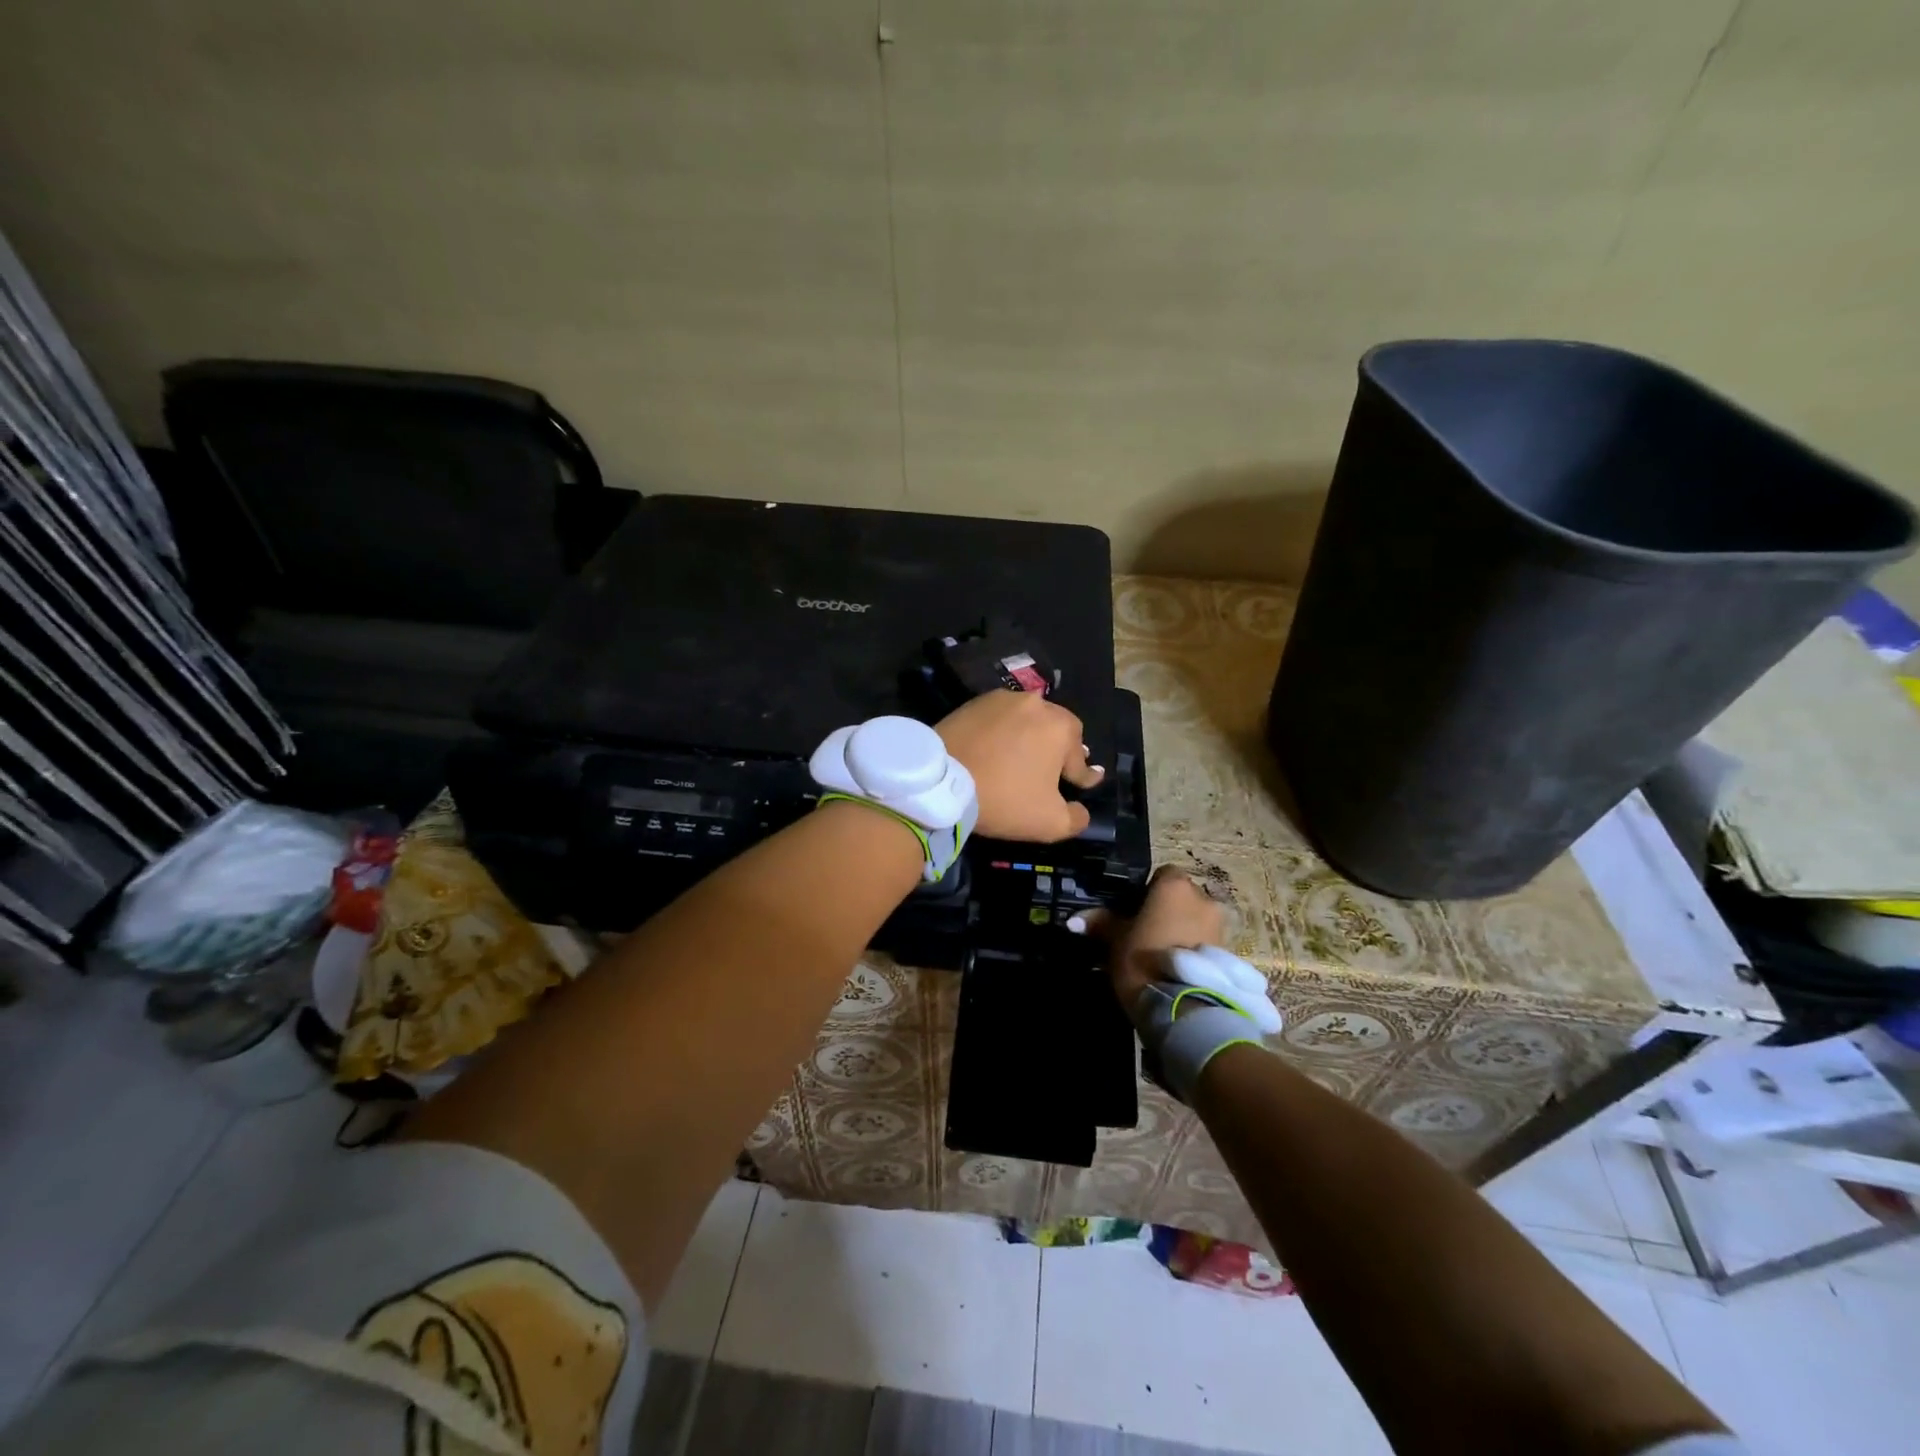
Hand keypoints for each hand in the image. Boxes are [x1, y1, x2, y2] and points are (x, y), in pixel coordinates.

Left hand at [935, 690, 1103, 840]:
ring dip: (1031, 737)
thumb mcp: (1050, 823)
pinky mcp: (975, 702)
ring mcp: (1003, 699)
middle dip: (1060, 750)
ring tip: (1024, 757)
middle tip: (1055, 768)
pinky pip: (999, 718)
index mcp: (1061, 728)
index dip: (1084, 776)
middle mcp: (1037, 704)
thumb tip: (1081, 810)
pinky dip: (1003, 732)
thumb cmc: (1003, 799)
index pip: (1080, 759)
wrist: (941, 781)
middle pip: (1057, 730)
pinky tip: (997, 748)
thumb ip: (1076, 818)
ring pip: (1028, 720)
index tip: (1086, 783)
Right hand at [1087, 866, 1226, 1009]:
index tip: (1132, 912)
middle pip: (1181, 897)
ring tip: (1161, 956)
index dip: (1147, 892)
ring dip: (1181, 931)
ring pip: (1195, 920)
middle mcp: (1203, 897)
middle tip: (1144, 935)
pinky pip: (1204, 942)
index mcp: (1174, 885)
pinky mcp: (1229, 953)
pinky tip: (1175, 969)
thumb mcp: (1115, 939)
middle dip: (1166, 912)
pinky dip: (1192, 949)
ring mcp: (1220, 925)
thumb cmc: (1144, 959)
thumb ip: (1099, 922)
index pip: (1162, 874)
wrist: (1184, 1007)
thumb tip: (1074, 919)